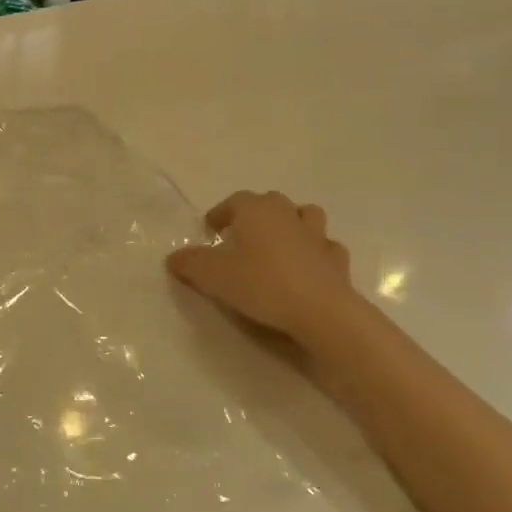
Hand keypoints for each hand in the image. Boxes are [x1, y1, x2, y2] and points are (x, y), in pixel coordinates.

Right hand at [166, 191, 356, 348]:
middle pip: (269, 203)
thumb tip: (175, 257)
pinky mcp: (336, 260)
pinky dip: (315, 253)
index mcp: (256, 209)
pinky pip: (324, 248)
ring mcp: (317, 235)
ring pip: (304, 217)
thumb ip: (190, 263)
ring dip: (291, 225)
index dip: (220, 214)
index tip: (210, 230)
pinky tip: (307, 268)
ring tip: (278, 245)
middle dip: (255, 216)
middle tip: (240, 238)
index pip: (234, 201)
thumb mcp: (211, 275)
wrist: (320, 310)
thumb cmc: (261, 283)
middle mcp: (288, 213)